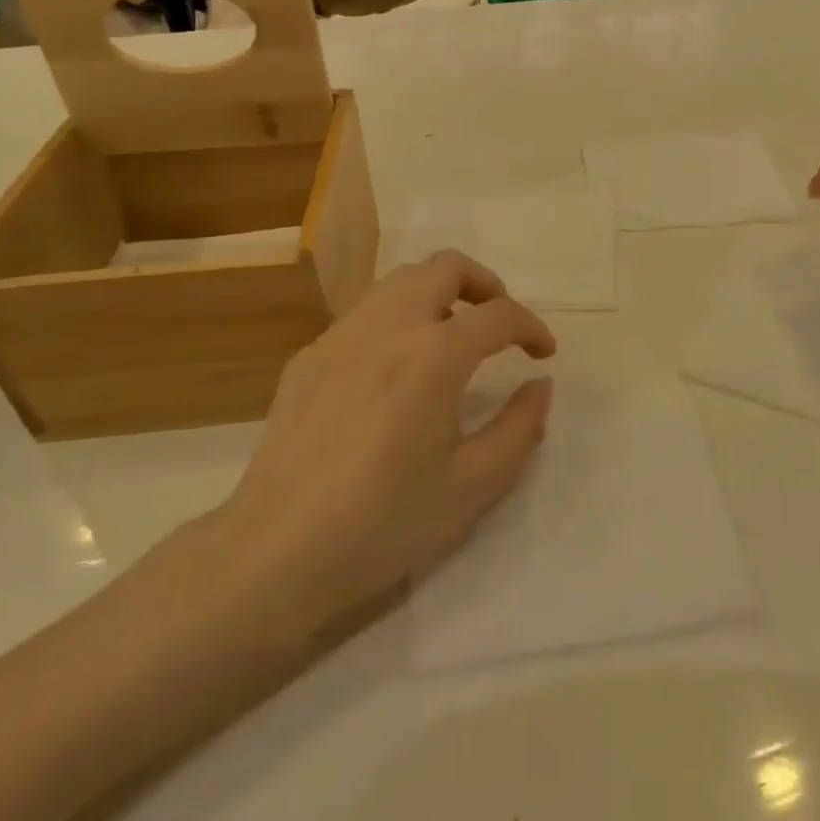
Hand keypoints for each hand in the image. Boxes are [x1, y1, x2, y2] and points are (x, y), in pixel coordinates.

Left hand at [212, 251, 556, 630]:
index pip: (498, 315)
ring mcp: (341, 336)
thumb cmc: (383, 523)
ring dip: (438, 293)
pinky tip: (396, 368)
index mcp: (433, 355)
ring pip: (400, 280)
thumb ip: (520, 428)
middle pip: (445, 267)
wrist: (276, 553)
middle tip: (499, 325)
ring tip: (451, 337)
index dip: (531, 328)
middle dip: (485, 285)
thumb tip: (540, 386)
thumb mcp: (473, 486)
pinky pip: (365, 313)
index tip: (543, 354)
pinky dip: (398, 318)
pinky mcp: (309, 356)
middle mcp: (388, 326)